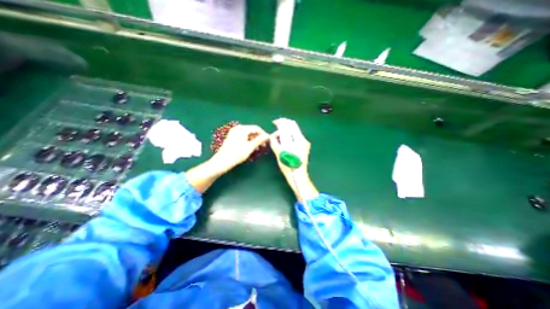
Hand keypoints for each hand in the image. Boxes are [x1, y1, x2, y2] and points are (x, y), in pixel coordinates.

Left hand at [212, 124, 268, 171]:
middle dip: (258, 137)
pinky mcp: (232, 136)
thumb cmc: (237, 154)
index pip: (256, 128)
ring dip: (254, 139)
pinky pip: (243, 135)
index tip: (268, 140)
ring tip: (258, 147)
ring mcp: (234, 132)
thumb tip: (267, 136)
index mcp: (242, 129)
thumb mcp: (250, 147)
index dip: (263, 134)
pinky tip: (251, 146)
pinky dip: (248, 140)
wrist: (222, 161)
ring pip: (248, 133)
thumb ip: (259, 140)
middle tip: (263, 145)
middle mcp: (238, 128)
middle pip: (252, 130)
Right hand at [270, 118, 318, 202]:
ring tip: (277, 139)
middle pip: (293, 127)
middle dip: (283, 127)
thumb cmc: (289, 166)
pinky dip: (288, 138)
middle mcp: (303, 140)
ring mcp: (304, 144)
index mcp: (299, 140)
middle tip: (274, 131)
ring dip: (285, 133)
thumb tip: (273, 135)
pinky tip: (282, 142)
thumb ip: (275, 142)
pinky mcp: (303, 148)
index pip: (291, 124)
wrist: (298, 177)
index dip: (282, 121)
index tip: (274, 123)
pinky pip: (295, 138)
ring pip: (293, 133)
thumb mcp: (279, 153)